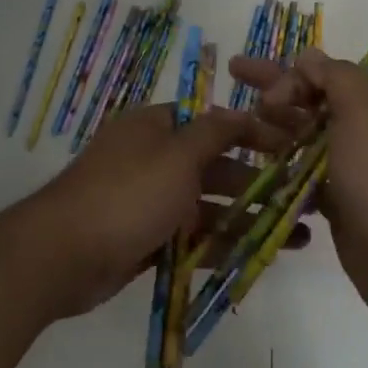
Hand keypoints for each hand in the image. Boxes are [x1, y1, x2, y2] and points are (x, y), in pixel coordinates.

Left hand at [0, 103, 307, 323]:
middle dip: (258, 182)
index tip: (292, 148)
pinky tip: (261, 254)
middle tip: (302, 198)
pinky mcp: (148, 240)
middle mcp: (153, 160)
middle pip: (214, 167)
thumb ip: (214, 133)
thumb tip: (240, 111)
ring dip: (249, 218)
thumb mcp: (177, 155)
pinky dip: (224, 245)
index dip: (252, 133)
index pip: (212, 123)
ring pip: (208, 206)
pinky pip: (193, 239)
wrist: (64, 256)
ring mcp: (149, 203)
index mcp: (155, 129)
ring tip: (297, 234)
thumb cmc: (127, 195)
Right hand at [228, 49, 367, 339]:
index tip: (264, 95)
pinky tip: (258, 171)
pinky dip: (287, 172)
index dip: (295, 76)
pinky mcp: (347, 211)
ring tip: (237, 129)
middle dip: (277, 91)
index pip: (335, 78)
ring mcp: (362, 178)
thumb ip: (339, 80)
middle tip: (234, 75)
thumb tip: (310, 58)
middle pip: (318, 105)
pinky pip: (311, 181)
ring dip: (277, 131)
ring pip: (312, 144)